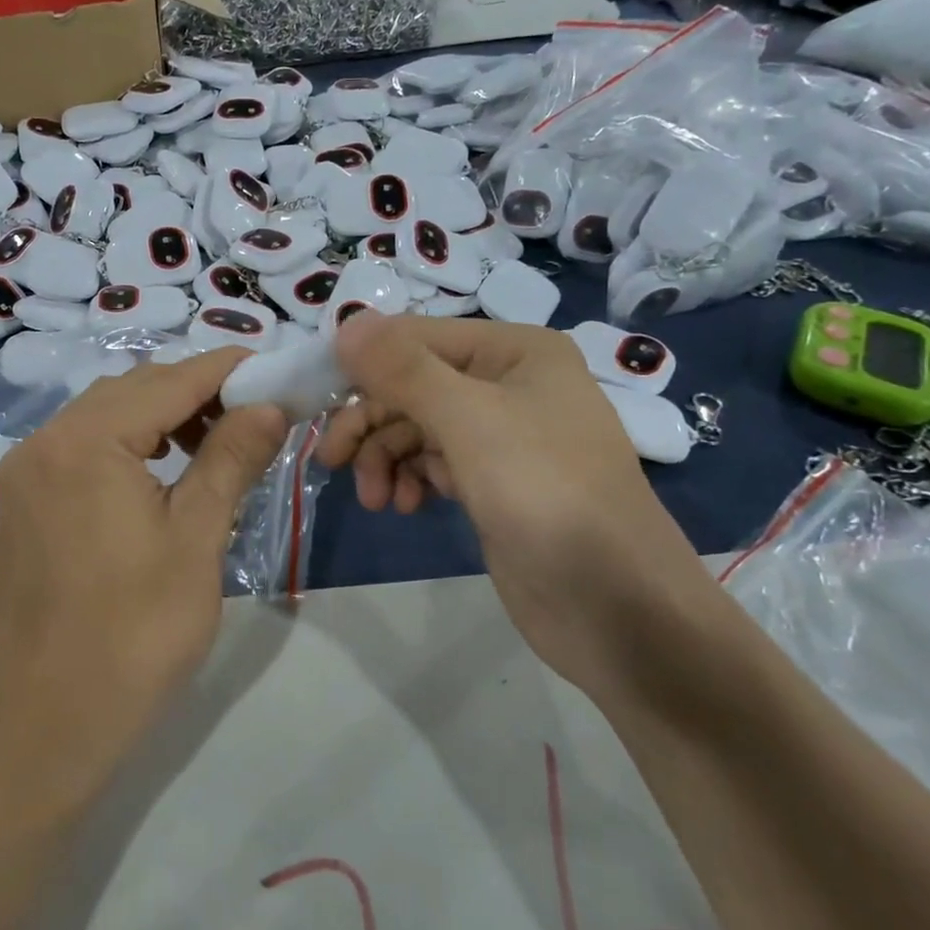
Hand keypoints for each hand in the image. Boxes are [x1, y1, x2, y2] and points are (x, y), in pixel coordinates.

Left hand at [0, 349, 287, 807]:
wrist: (47, 720)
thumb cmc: (135, 633)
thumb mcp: (197, 539)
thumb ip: (231, 459)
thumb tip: (270, 406)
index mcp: (86, 442)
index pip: (169, 381)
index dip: (226, 370)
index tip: (274, 369)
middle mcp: (45, 440)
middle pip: (133, 389)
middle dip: (196, 392)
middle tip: (254, 414)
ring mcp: (27, 470)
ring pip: (106, 414)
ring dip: (162, 415)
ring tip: (216, 443)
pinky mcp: (23, 499)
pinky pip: (84, 445)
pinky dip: (129, 442)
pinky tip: (163, 469)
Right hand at [317, 314, 724, 706]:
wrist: (616, 607)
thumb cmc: (546, 495)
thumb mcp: (469, 422)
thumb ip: (403, 370)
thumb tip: (345, 323)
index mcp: (515, 352)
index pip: (417, 337)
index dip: (362, 364)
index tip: (313, 401)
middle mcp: (509, 384)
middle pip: (413, 385)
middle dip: (371, 423)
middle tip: (333, 462)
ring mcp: (503, 437)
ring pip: (418, 428)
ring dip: (386, 457)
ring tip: (376, 500)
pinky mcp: (494, 483)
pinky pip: (434, 463)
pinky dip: (410, 479)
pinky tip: (403, 505)